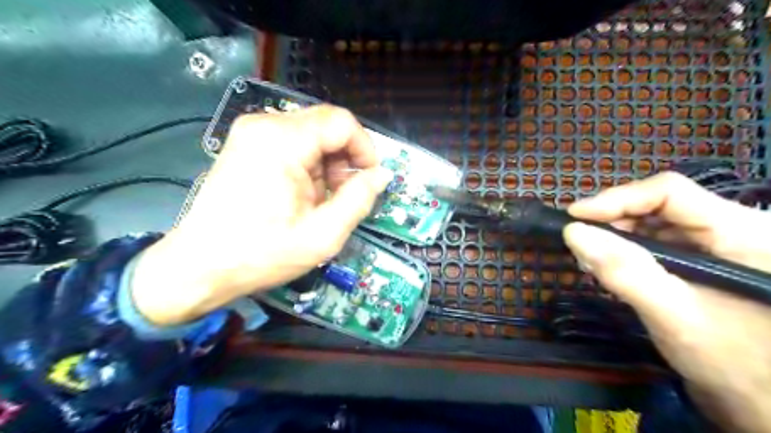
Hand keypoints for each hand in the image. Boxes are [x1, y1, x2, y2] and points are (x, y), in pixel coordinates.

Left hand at [131, 105, 391, 324]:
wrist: (200, 266)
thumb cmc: (261, 254)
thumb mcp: (323, 235)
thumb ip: (359, 200)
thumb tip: (382, 175)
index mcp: (282, 141)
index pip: (342, 122)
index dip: (365, 148)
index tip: (369, 179)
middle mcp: (265, 125)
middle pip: (327, 125)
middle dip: (345, 158)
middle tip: (344, 194)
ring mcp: (252, 132)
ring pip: (312, 133)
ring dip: (328, 163)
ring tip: (322, 199)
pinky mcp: (247, 144)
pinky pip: (294, 142)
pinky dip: (309, 164)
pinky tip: (303, 193)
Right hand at [561, 172, 769, 432]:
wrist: (761, 404)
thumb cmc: (733, 364)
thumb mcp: (674, 315)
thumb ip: (624, 271)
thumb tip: (572, 232)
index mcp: (744, 231)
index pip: (669, 193)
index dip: (617, 199)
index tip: (574, 217)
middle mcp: (733, 228)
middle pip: (659, 204)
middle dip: (612, 219)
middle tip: (577, 238)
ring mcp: (718, 245)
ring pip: (654, 222)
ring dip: (616, 235)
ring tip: (589, 254)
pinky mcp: (703, 260)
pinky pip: (656, 242)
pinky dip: (626, 250)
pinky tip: (608, 264)